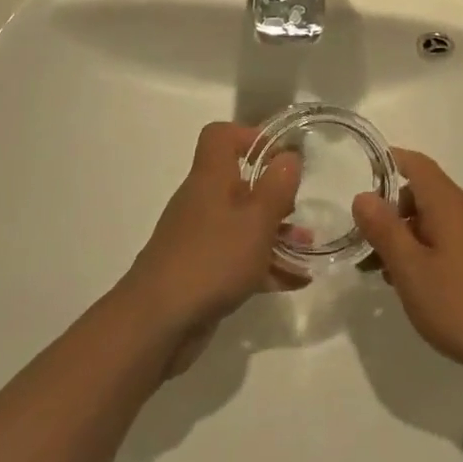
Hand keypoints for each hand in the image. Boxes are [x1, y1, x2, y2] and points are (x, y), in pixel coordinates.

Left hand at [120, 123, 301, 362]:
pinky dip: (264, 265)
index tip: (280, 156)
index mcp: (211, 178)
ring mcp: (199, 238)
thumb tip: (290, 155)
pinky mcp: (201, 272)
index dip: (250, 137)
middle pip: (238, 182)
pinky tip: (294, 281)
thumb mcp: (256, 220)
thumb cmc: (211, 260)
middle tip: (299, 209)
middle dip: (273, 194)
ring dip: (274, 232)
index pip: (220, 136)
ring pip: (242, 223)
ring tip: (306, 248)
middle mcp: (202, 201)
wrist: (155, 325)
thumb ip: (277, 186)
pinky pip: (238, 258)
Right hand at [352, 150, 462, 389]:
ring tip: (382, 272)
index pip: (415, 164)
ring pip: (433, 219)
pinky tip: (414, 285)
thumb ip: (385, 230)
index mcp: (448, 203)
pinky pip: (447, 239)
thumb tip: (363, 195)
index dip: (387, 163)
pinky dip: (424, 250)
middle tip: (364, 242)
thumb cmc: (461, 304)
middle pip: (422, 192)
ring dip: (405, 236)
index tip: (359, 179)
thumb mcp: (411, 269)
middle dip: (390, 210)